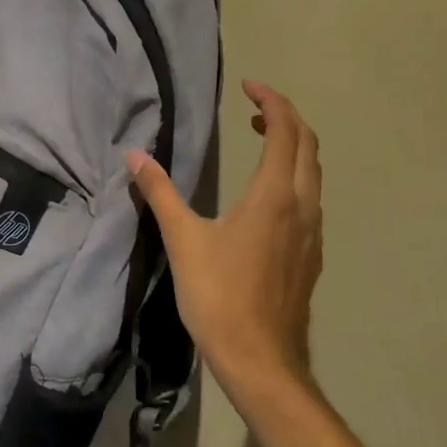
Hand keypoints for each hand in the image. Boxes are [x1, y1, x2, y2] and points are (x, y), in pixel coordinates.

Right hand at [127, 80, 322, 405]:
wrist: (261, 361)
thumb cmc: (219, 295)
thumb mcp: (183, 239)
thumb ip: (159, 192)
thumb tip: (134, 154)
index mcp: (274, 195)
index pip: (284, 130)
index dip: (270, 100)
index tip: (248, 86)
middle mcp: (302, 206)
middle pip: (308, 144)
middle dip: (285, 116)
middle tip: (253, 107)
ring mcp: (313, 232)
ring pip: (313, 172)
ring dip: (293, 145)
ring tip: (261, 138)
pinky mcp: (312, 255)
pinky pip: (311, 197)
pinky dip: (295, 174)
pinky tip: (267, 193)